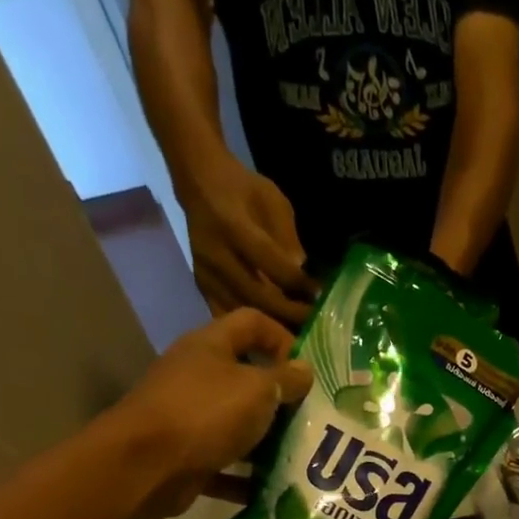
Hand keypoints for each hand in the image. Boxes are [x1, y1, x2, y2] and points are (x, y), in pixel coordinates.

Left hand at [113, 309, 311, 515]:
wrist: (144, 466)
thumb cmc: (205, 414)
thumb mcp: (257, 390)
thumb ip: (286, 379)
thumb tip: (305, 370)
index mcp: (210, 346)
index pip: (252, 323)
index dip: (282, 338)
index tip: (308, 369)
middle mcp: (197, 376)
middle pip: (246, 377)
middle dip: (280, 398)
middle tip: (312, 418)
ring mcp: (189, 417)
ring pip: (237, 424)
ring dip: (267, 441)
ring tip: (300, 456)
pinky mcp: (186, 456)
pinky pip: (225, 464)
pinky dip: (246, 478)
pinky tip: (273, 489)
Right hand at [182, 158, 319, 325]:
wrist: (198, 184)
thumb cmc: (243, 189)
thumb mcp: (272, 201)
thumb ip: (288, 237)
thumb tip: (302, 275)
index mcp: (233, 225)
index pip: (271, 263)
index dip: (298, 283)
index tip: (320, 295)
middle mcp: (216, 254)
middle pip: (257, 295)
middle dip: (290, 313)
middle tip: (314, 323)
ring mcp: (206, 274)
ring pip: (244, 312)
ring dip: (274, 326)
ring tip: (299, 334)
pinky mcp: (202, 286)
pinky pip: (229, 316)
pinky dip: (252, 328)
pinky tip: (273, 333)